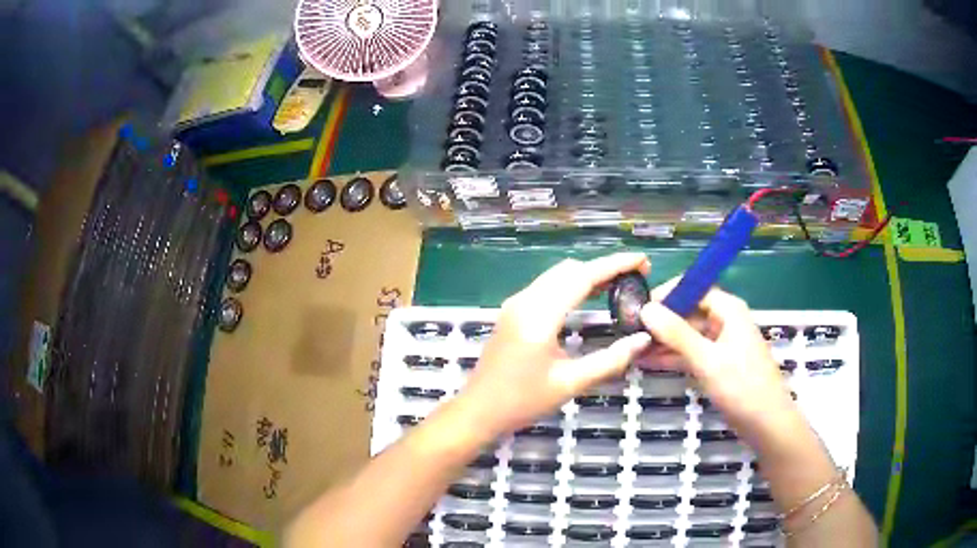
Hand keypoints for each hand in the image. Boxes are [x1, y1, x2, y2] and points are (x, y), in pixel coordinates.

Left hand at [459, 253, 653, 436]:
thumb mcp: (570, 383)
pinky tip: (588, 298)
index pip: (583, 276)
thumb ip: (610, 360)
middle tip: (634, 278)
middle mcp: (525, 300)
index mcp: (539, 315)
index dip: (615, 264)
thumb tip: (643, 339)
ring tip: (618, 285)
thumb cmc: (522, 401)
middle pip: (570, 270)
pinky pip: (547, 287)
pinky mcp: (512, 313)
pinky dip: (571, 285)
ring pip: (557, 276)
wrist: (478, 411)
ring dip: (587, 275)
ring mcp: (515, 304)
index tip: (642, 260)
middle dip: (604, 268)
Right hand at [639, 284, 798, 445]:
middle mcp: (726, 321)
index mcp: (729, 310)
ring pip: (688, 335)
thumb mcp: (707, 359)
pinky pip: (692, 353)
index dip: (667, 294)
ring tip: (633, 349)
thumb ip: (676, 333)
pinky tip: (649, 362)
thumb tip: (646, 308)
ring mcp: (722, 344)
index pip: (694, 288)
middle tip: (631, 332)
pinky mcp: (718, 364)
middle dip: (662, 321)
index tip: (640, 307)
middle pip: (689, 312)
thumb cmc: (741, 386)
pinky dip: (673, 357)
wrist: (766, 423)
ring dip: (664, 341)